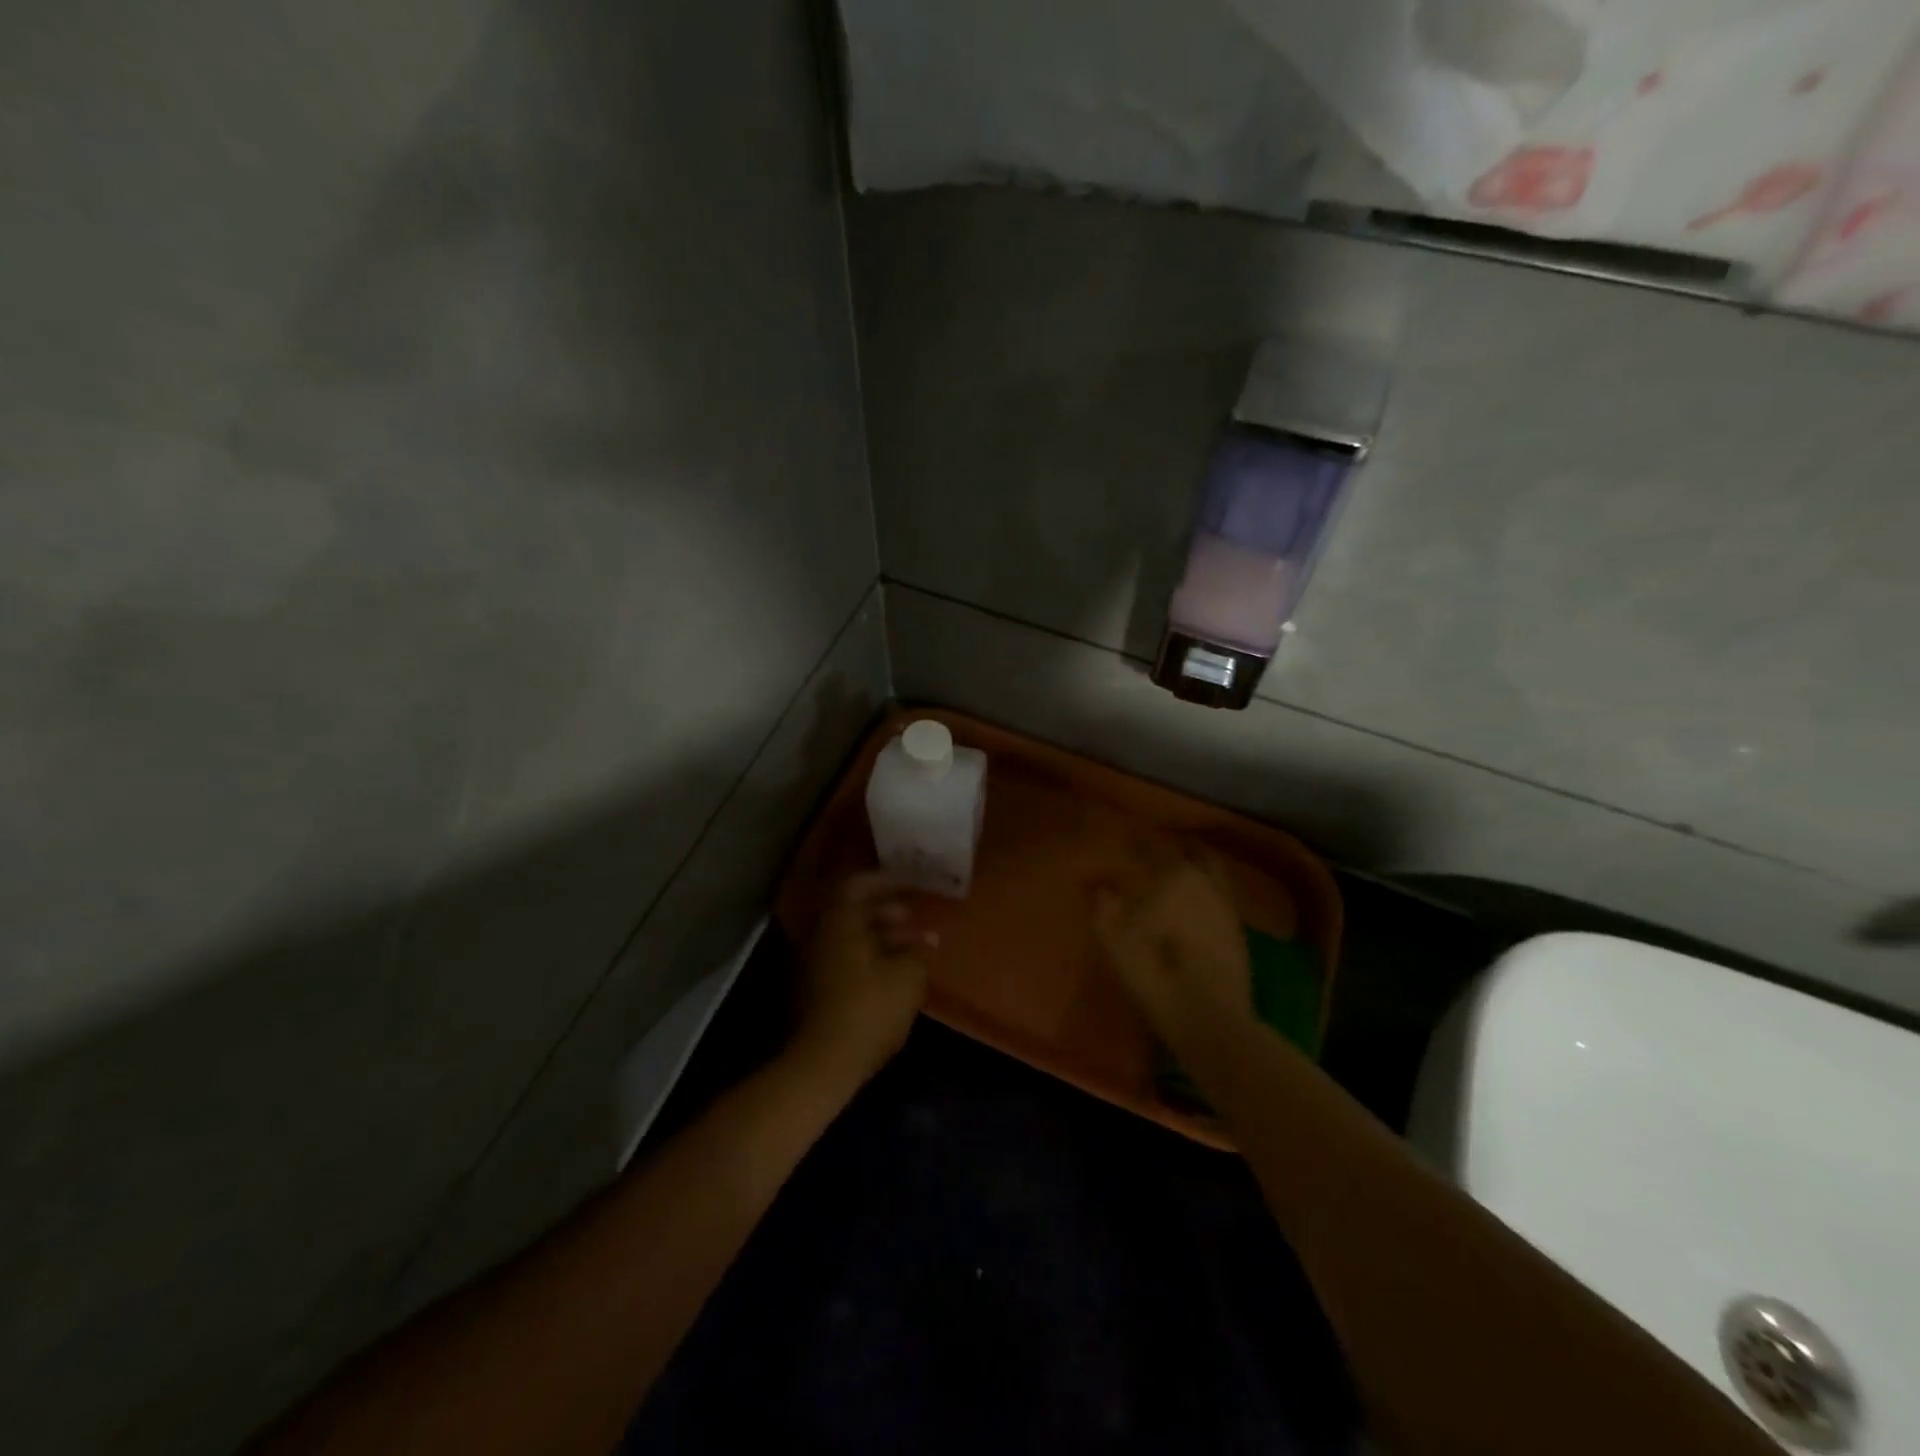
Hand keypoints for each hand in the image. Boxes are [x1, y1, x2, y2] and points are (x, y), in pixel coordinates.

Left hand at [790, 872, 931, 1090]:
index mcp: (838, 921)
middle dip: (886, 910)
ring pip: (849, 937)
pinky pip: (844, 958)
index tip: (914, 883)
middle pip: (852, 910)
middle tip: (913, 917)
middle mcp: (820, 935)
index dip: (888, 880)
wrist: (822, 1063)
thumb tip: (926, 939)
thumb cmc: (868, 1009)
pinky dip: (869, 957)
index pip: (859, 884)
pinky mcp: (814, 990)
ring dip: (880, 936)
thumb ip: (918, 951)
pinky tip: (894, 974)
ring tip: (912, 948)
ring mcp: (812, 963)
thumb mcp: (907, 977)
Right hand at [1093, 850, 1250, 1038]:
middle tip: (1159, 854)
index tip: (1128, 839)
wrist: (1211, 1019)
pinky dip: (1210, 894)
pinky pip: (1223, 899)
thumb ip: (1104, 907)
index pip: (1154, 848)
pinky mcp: (1239, 933)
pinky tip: (1198, 907)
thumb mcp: (1116, 942)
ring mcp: (1227, 908)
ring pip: (1214, 874)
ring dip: (1198, 869)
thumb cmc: (1156, 972)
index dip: (1140, 843)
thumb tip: (1100, 886)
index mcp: (1175, 876)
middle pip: (1194, 854)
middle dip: (1177, 850)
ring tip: (1180, 876)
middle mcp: (1206, 883)